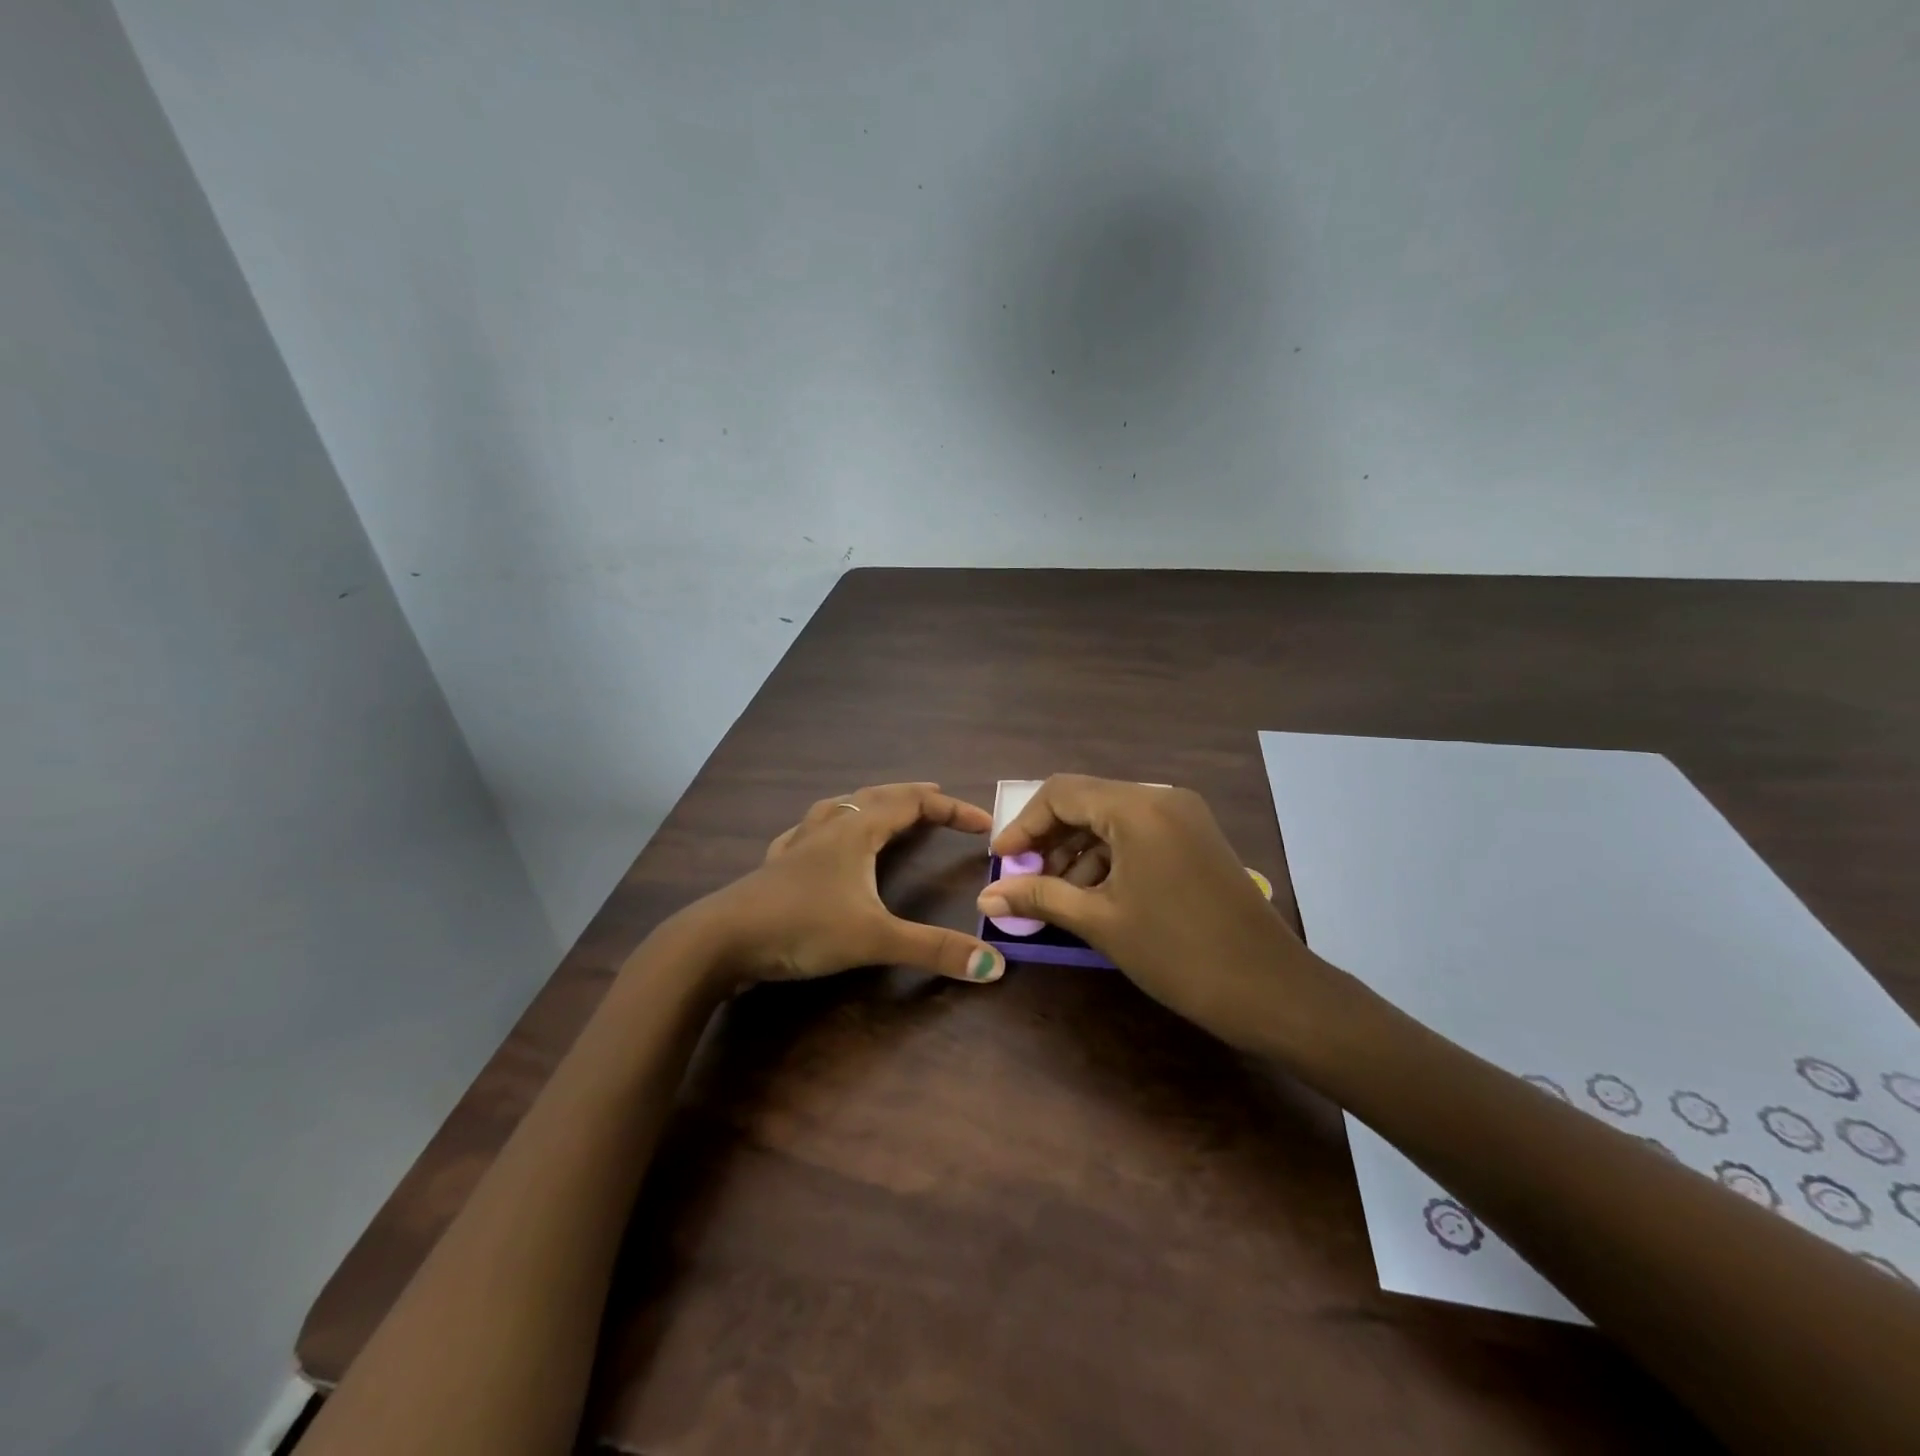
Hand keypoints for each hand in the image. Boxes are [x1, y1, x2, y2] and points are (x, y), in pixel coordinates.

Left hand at [689, 782, 1006, 988]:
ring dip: (868, 804)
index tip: (983, 824)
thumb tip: (994, 967)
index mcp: (855, 832)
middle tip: (938, 799)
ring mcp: (797, 846)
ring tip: (883, 808)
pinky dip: (827, 828)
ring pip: (838, 808)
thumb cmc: (801, 927)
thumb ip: (933, 950)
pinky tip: (817, 839)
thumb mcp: (874, 939)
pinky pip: (807, 832)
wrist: (720, 941)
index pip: (913, 804)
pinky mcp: (775, 867)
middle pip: (876, 797)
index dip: (951, 810)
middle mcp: (828, 829)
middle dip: (911, 796)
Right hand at [977, 775, 1334, 1045]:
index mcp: (1137, 808)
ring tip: (1055, 895)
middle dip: (1050, 840)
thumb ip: (1040, 898)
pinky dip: (1109, 857)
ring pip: (1112, 819)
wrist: (1271, 989)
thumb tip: (986, 898)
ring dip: (1077, 851)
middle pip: (1087, 802)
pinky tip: (1093, 894)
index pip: (1061, 794)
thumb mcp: (1101, 922)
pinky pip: (1138, 833)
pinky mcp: (1196, 838)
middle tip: (1024, 880)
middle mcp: (1162, 798)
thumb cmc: (1178, 953)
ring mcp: (1184, 816)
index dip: (1024, 826)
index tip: (1001, 862)